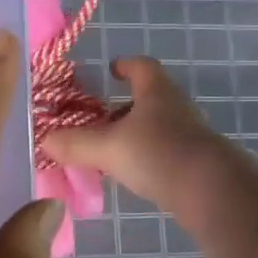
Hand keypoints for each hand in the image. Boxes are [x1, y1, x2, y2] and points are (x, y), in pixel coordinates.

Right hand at [41, 56, 251, 216]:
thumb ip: (74, 144)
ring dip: (134, 135)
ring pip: (157, 128)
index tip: (112, 70)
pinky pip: (165, 153)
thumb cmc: (158, 154)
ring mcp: (190, 137)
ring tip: (109, 152)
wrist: (213, 192)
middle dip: (123, 107)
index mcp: (157, 92)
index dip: (127, 65)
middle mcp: (176, 109)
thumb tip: (43, 140)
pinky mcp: (196, 164)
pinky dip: (146, 158)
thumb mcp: (107, 148)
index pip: (142, 67)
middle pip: (149, 99)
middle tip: (98, 120)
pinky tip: (131, 175)